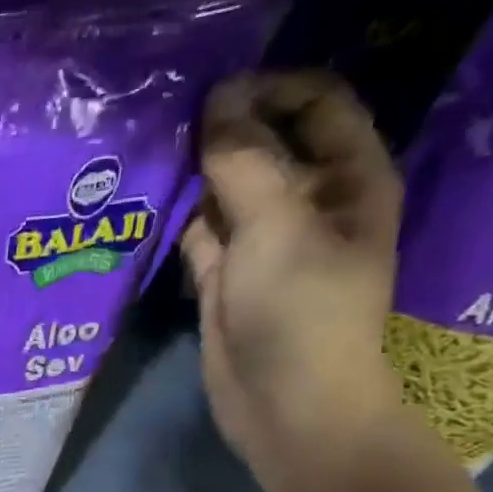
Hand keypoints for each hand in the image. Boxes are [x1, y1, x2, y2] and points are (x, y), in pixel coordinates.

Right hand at [182, 71, 405, 487]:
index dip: (270, 89)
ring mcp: (261, 240)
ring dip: (192, 172)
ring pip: (224, 188)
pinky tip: (144, 199)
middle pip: (264, 143)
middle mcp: (307, 200)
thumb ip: (244, 160)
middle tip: (165, 116)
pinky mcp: (223, 274)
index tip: (213, 94)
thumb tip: (216, 100)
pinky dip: (175, 217)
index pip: (317, 104)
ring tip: (146, 148)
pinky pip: (198, 231)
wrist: (285, 402)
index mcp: (348, 177)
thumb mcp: (278, 224)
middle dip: (221, 129)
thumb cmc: (301, 309)